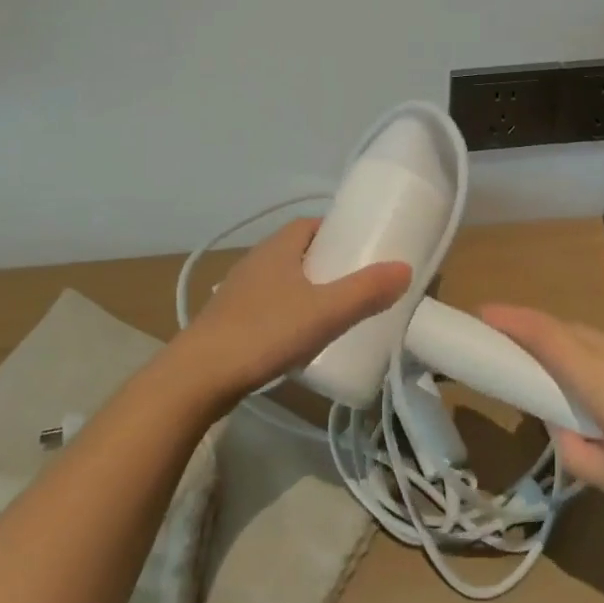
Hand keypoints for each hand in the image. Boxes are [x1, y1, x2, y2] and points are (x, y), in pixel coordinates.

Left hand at [175, 218, 412, 404]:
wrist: (198, 377)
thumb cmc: (264, 332)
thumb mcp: (325, 312)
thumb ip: (366, 291)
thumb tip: (405, 268)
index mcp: (278, 248)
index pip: (311, 225)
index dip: (337, 232)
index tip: (362, 249)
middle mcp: (256, 261)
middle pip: (298, 251)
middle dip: (326, 263)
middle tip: (356, 283)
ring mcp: (238, 292)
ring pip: (282, 279)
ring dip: (306, 289)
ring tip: (333, 312)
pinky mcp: (229, 320)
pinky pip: (267, 305)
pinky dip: (287, 312)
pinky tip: (298, 338)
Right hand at [479, 304, 603, 532]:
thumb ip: (574, 452)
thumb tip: (562, 428)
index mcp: (600, 377)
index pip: (545, 335)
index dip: (511, 319)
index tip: (483, 312)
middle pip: (569, 332)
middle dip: (538, 336)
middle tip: (518, 358)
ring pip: (601, 343)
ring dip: (579, 356)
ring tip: (583, 399)